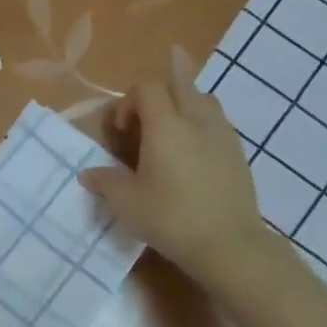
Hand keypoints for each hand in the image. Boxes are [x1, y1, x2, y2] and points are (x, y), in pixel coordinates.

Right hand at [82, 46, 265, 283]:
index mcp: (166, 126)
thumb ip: (105, 182)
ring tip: (173, 124)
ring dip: (185, 102)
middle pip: (181, 82)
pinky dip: (202, 123)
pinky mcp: (238, 153)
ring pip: (204, 99)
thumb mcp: (126, 203)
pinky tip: (194, 149)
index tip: (122, 130)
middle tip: (148, 107)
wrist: (229, 244)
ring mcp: (223, 134)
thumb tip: (88, 174)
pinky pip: (218, 122)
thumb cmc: (171, 218)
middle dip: (162, 85)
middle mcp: (196, 120)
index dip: (129, 101)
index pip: (147, 87)